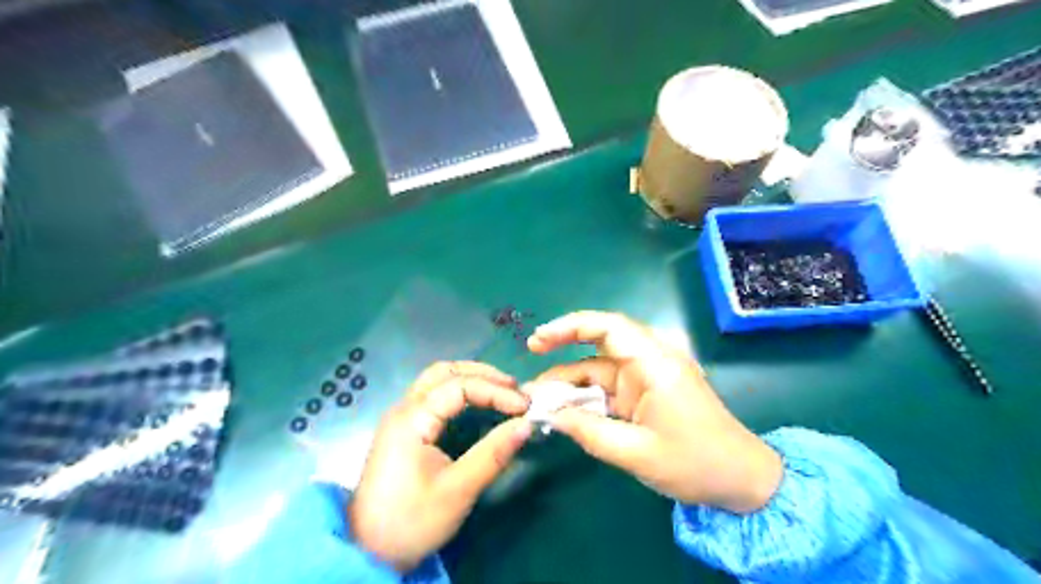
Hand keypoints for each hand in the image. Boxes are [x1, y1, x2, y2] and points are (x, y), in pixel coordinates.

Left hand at [351, 364, 531, 572]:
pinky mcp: (403, 429)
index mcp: (412, 419)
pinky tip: (477, 403)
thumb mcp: (458, 490)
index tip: (524, 406)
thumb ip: (493, 454)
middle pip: (444, 372)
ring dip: (470, 378)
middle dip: (483, 374)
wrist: (368, 552)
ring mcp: (401, 417)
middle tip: (514, 388)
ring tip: (501, 390)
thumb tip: (527, 424)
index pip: (460, 386)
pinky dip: (459, 390)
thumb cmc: (411, 521)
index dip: (496, 391)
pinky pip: (433, 395)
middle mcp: (403, 409)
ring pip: (436, 380)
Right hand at [530, 312, 780, 512]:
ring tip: (539, 397)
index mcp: (655, 364)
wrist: (742, 481)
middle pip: (601, 339)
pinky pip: (609, 386)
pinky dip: (586, 396)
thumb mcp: (636, 454)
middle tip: (531, 353)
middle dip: (564, 345)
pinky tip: (564, 409)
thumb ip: (589, 432)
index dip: (570, 326)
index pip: (609, 327)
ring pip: (600, 366)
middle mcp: (651, 361)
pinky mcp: (646, 392)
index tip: (539, 340)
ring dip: (571, 379)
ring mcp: (649, 376)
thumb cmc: (696, 464)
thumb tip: (550, 416)